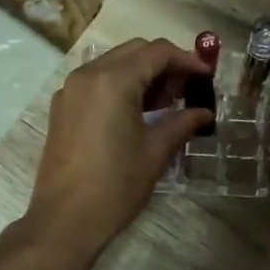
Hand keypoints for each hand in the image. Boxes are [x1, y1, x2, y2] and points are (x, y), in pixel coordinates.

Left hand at [26, 37, 210, 255]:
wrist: (65, 219)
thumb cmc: (116, 184)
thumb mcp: (155, 151)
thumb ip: (182, 122)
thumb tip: (204, 113)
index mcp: (113, 80)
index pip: (157, 52)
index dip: (187, 60)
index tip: (207, 77)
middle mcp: (88, 74)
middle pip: (134, 51)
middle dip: (165, 64)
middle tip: (188, 89)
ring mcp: (70, 89)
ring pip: (114, 63)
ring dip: (142, 73)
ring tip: (167, 102)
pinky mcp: (62, 106)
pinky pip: (96, 81)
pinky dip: (121, 85)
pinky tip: (137, 111)